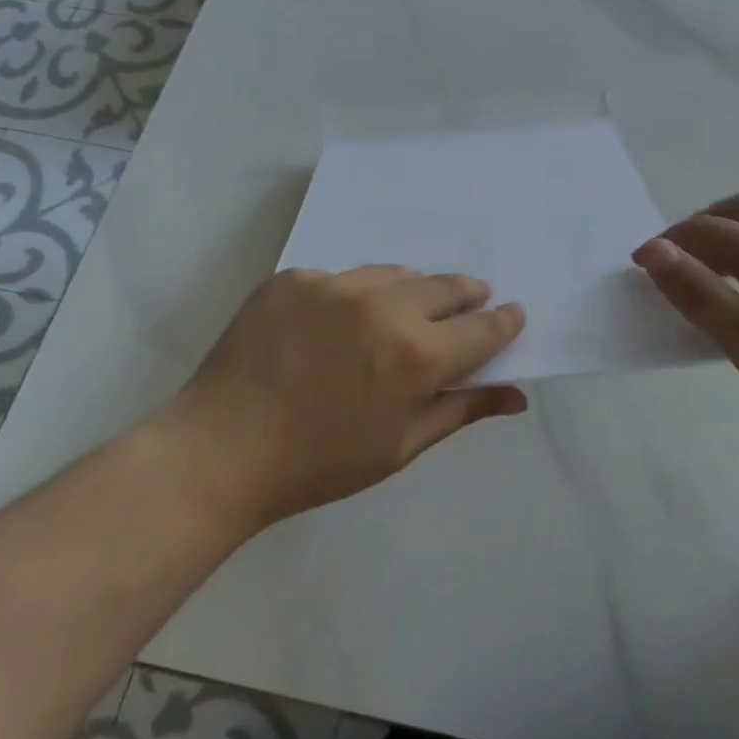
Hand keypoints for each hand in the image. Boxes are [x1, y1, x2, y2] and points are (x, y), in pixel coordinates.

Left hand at [140, 267, 526, 531]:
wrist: (220, 451)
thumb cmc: (321, 463)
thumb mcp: (402, 445)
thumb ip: (463, 410)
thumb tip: (518, 395)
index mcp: (418, 355)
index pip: (483, 328)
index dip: (504, 322)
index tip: (513, 314)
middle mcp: (384, 307)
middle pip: (446, 287)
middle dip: (466, 295)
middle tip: (471, 300)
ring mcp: (335, 285)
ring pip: (395, 275)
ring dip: (411, 290)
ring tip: (404, 310)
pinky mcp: (295, 278)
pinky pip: (342, 278)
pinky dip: (353, 296)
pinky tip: (338, 323)